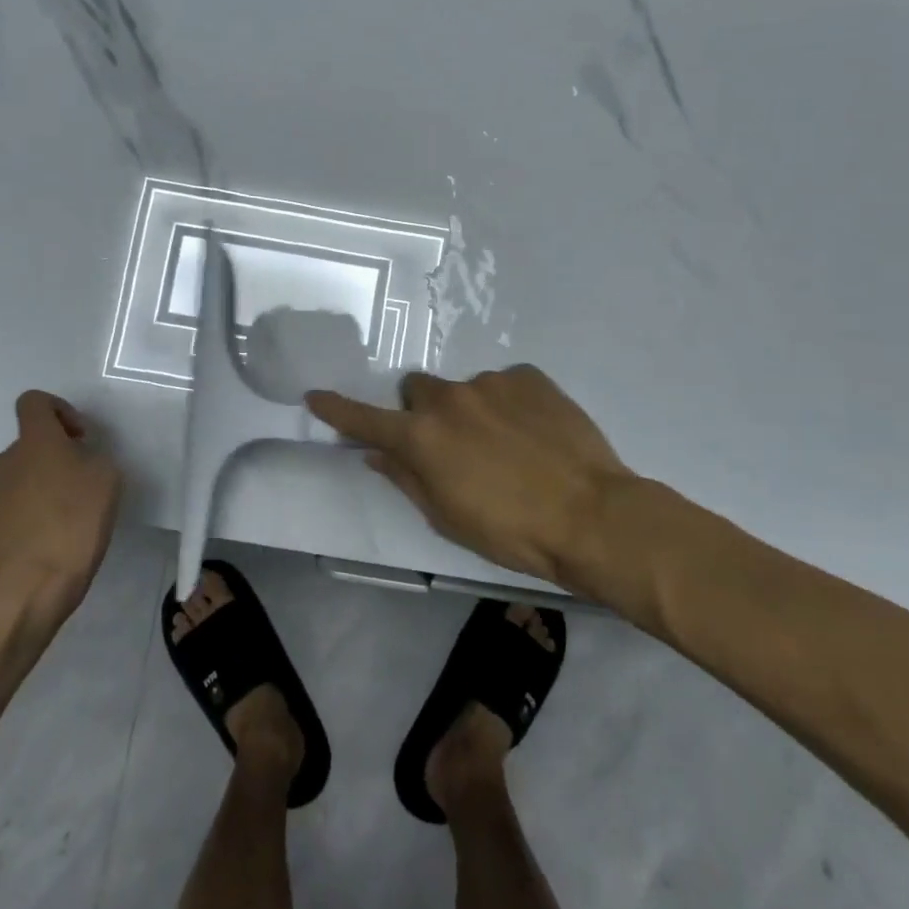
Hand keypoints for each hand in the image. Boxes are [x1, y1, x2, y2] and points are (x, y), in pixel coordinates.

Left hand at [0, 391, 121, 627]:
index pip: (34, 402)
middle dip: (56, 455)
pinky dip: (31, 513)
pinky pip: (13, 507)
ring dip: (43, 485)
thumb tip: (77, 461)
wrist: (28, 590)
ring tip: (70, 515)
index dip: (59, 410)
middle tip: (83, 482)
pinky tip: (52, 539)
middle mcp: (6, 461)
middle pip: (30, 444)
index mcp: (34, 441)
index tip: (80, 437)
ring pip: (21, 476)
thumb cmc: (74, 523)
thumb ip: (92, 458)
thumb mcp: (107, 479)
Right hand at [305, 364, 634, 585]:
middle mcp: (448, 399)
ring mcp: (491, 382)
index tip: (315, 396)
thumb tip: (377, 453)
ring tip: (508, 446)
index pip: (366, 420)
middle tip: (450, 444)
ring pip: (464, 390)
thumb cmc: (512, 532)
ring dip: (472, 411)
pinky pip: (505, 385)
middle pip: (417, 391)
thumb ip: (406, 478)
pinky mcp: (529, 376)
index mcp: (422, 437)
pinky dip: (509, 405)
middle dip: (424, 411)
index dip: (338, 409)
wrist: (593, 515)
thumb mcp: (448, 517)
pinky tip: (534, 434)